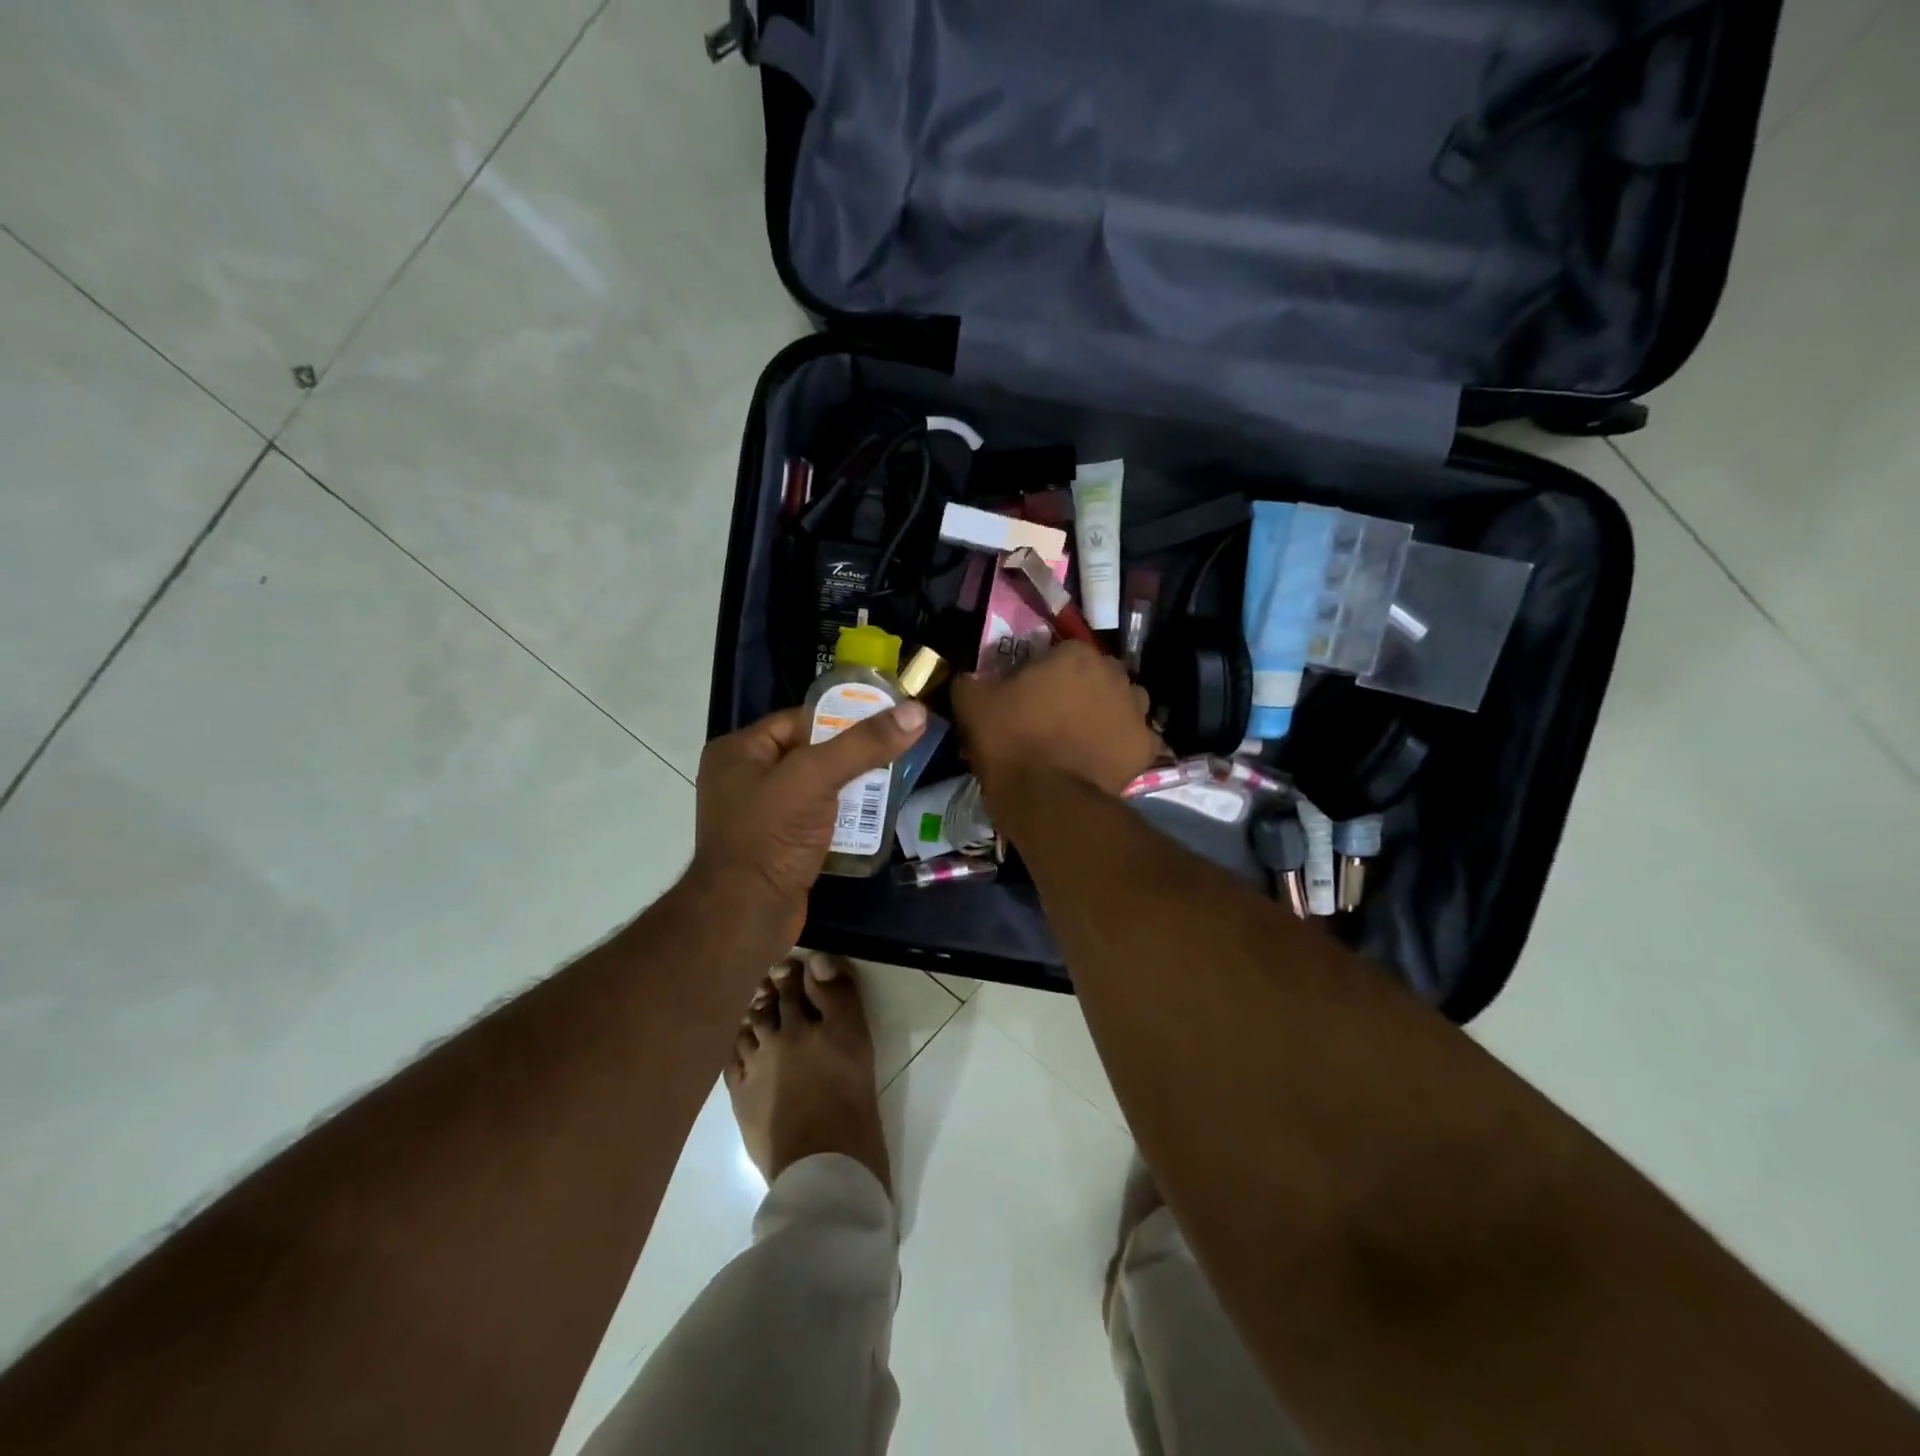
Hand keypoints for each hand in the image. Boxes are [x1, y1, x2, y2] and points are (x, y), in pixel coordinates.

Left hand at [689, 700, 928, 945]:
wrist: (746, 916)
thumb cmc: (771, 836)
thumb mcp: (815, 778)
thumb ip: (863, 744)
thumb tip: (916, 711)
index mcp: (739, 751)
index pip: (800, 719)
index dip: (843, 718)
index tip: (886, 722)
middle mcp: (745, 777)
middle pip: (812, 752)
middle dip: (853, 755)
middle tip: (896, 753)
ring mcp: (761, 814)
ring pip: (818, 787)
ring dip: (853, 787)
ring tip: (892, 782)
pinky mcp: (779, 844)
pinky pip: (817, 817)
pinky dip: (844, 815)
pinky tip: (874, 815)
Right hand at [951, 641, 1160, 799]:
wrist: (1046, 799)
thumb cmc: (1010, 741)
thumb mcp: (972, 703)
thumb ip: (972, 679)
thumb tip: (972, 676)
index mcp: (1076, 655)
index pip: (1061, 653)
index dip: (1044, 673)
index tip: (1029, 695)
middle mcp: (1114, 674)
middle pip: (1097, 676)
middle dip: (1081, 690)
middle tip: (1056, 717)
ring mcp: (1136, 712)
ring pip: (1122, 703)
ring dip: (1106, 713)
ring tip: (1082, 738)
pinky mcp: (1146, 748)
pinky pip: (1134, 740)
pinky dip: (1121, 747)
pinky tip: (1101, 760)